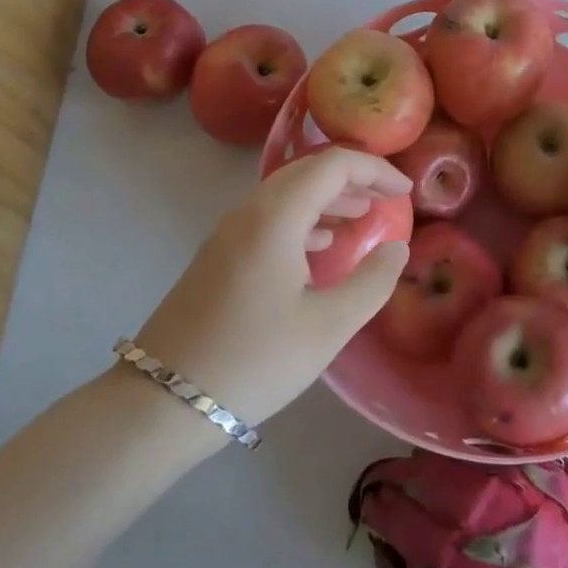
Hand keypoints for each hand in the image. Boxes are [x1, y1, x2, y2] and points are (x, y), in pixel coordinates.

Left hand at [132, 148, 411, 428]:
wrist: (162, 402)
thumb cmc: (254, 361)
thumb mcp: (327, 327)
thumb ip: (372, 282)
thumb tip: (396, 248)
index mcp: (276, 216)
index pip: (333, 164)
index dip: (374, 170)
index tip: (405, 194)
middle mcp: (249, 212)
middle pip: (308, 172)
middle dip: (353, 180)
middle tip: (388, 201)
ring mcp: (228, 233)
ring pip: (287, 195)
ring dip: (328, 199)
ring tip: (363, 219)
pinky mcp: (218, 256)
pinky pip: (270, 218)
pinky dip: (304, 220)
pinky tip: (322, 246)